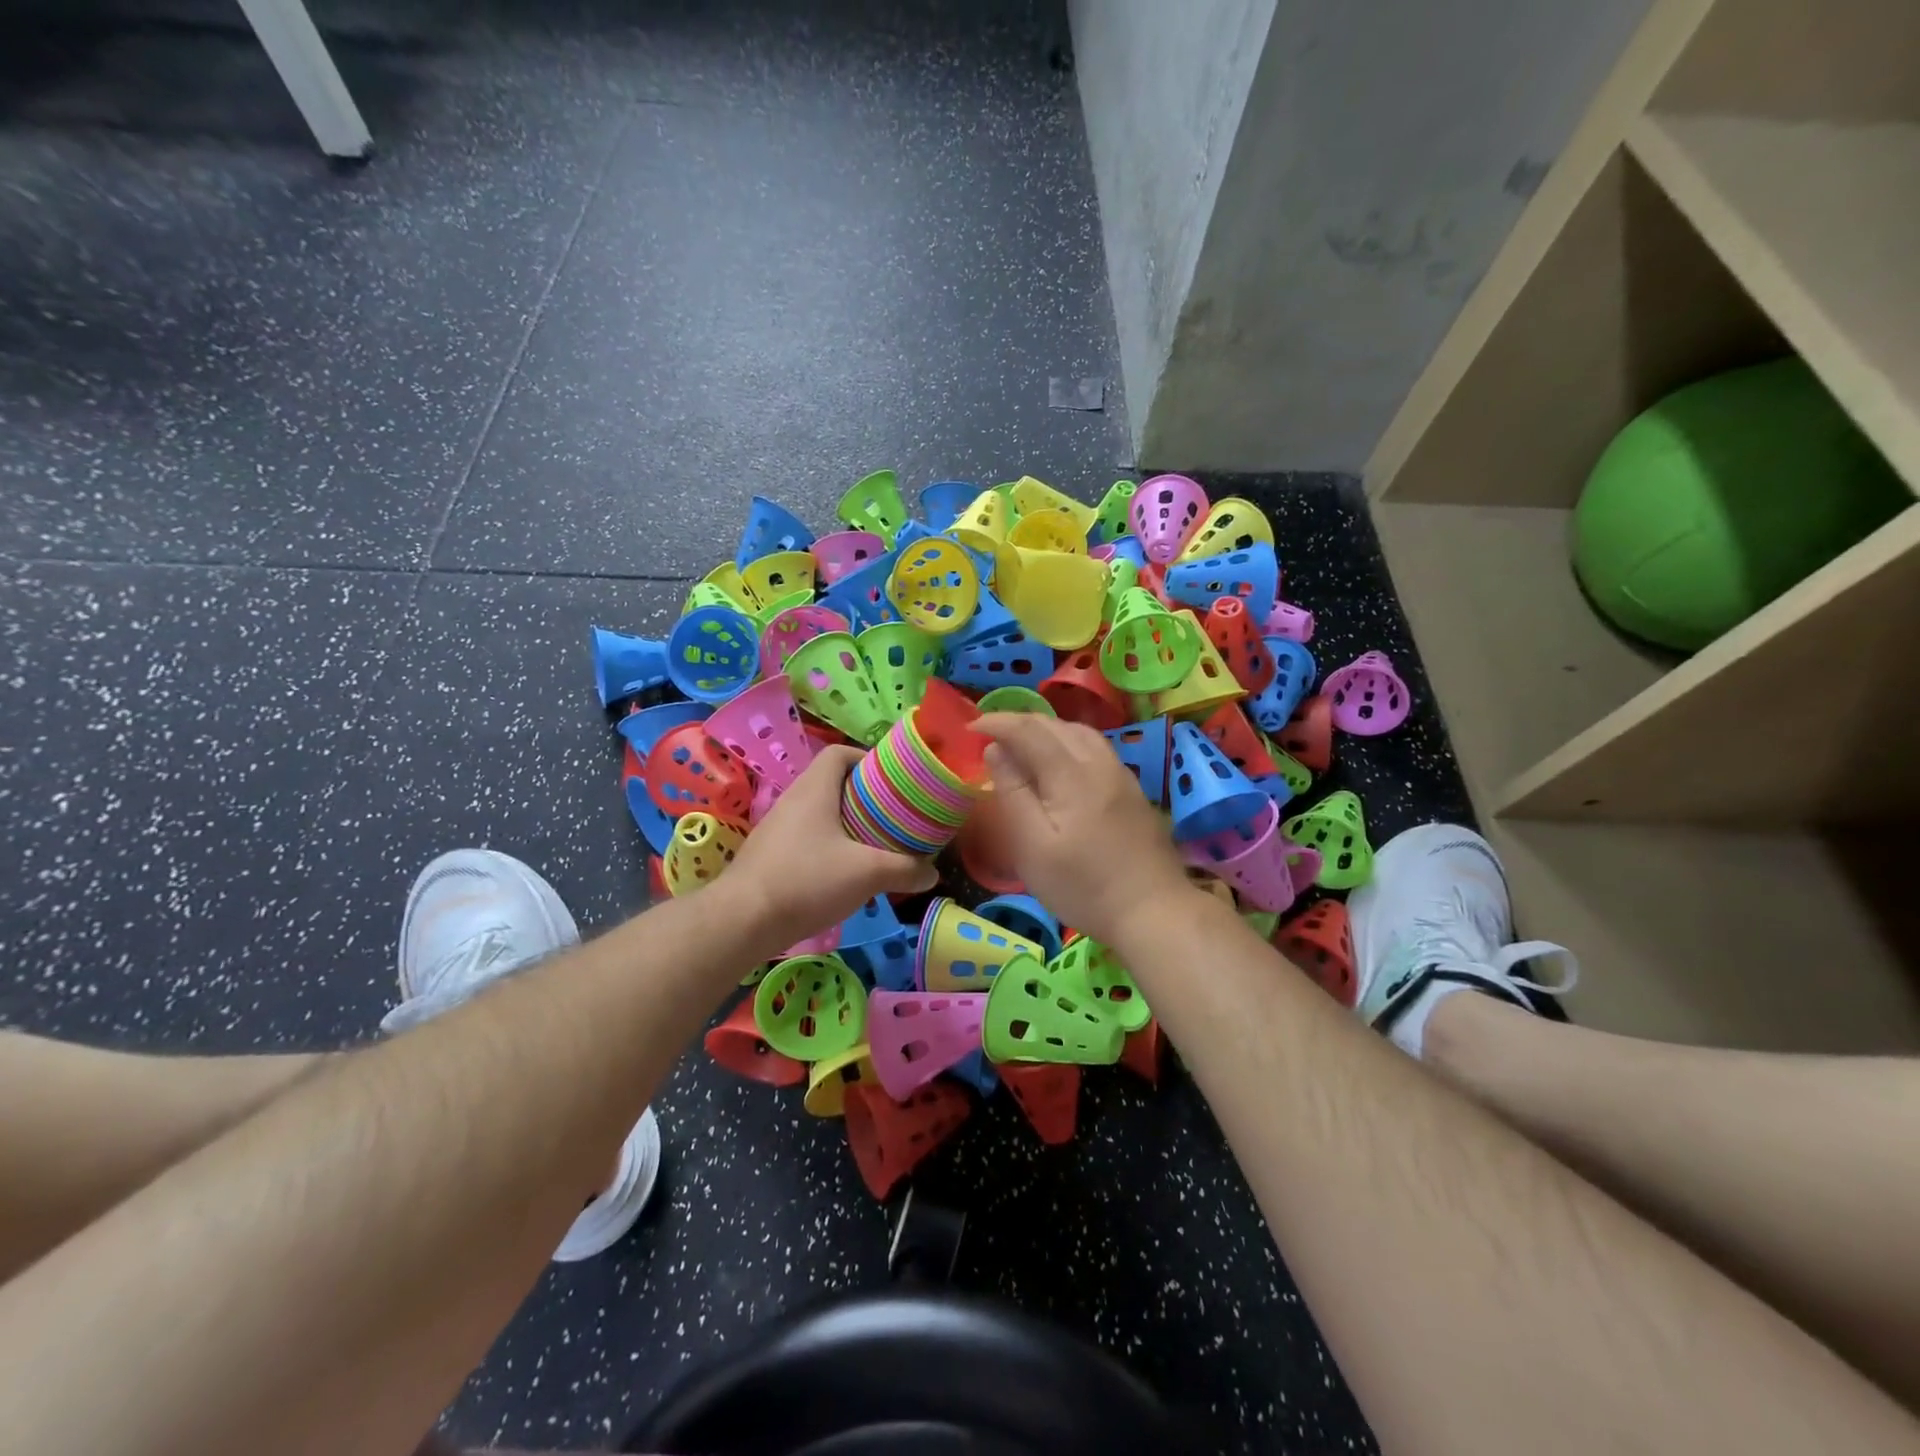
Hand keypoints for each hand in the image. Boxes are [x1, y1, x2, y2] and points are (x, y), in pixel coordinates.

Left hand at [725, 745, 937, 955]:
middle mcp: (793, 800)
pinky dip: (829, 846)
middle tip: (893, 816)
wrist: (742, 920)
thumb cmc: (807, 880)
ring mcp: (778, 828)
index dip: (867, 758)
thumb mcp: (867, 874)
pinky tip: (845, 873)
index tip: (892, 780)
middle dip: (865, 796)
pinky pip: (807, 838)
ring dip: (848, 824)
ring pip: (820, 813)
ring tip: (875, 845)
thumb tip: (932, 873)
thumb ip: (905, 869)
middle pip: (833, 783)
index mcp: (814, 789)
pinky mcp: (770, 855)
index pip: (839, 753)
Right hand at [974, 713, 1192, 944]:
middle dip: (1019, 722)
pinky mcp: (1133, 791)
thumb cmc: (1083, 887)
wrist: (1154, 912)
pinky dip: (1068, 742)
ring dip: (1046, 729)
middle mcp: (1099, 763)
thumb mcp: (1033, 847)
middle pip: (1056, 725)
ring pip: (1080, 733)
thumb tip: (995, 750)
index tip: (970, 728)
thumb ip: (1013, 793)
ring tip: (1022, 743)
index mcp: (1071, 774)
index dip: (997, 722)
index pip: (1029, 730)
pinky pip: (1095, 748)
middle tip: (990, 734)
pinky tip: (1061, 762)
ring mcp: (1121, 776)